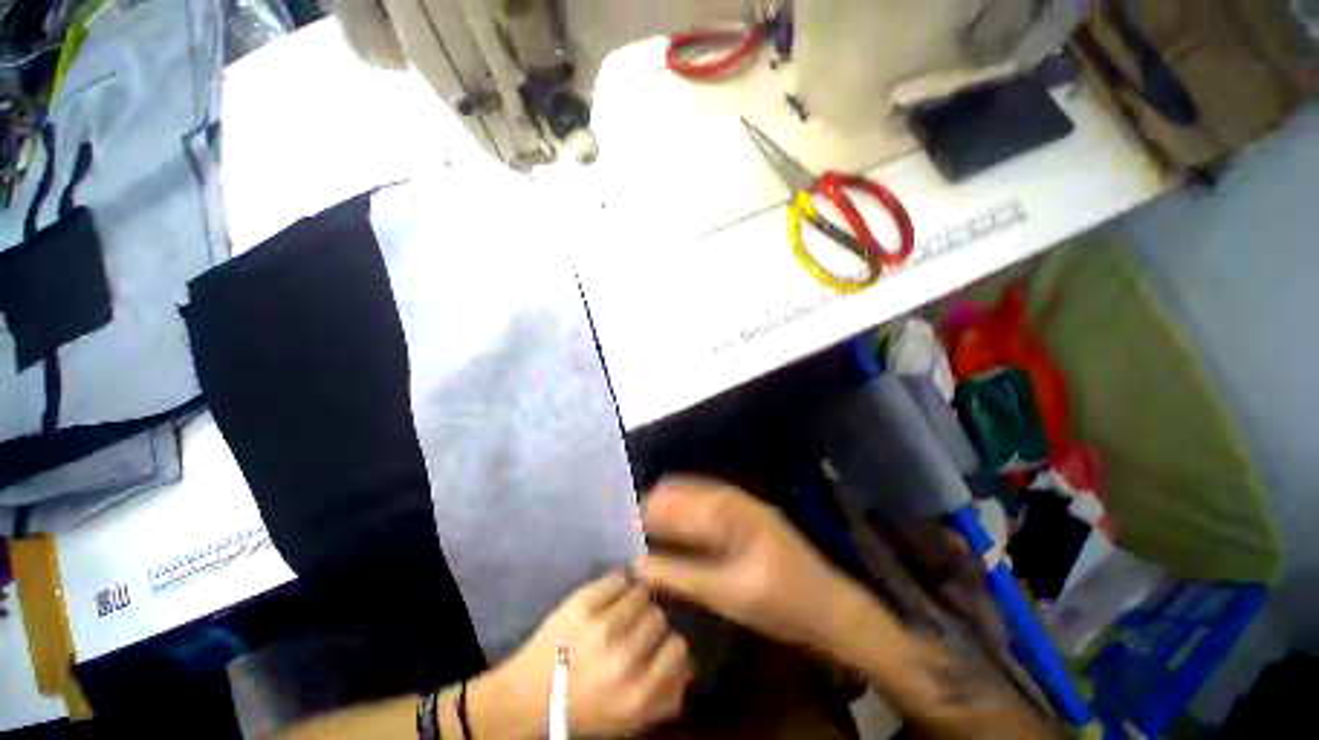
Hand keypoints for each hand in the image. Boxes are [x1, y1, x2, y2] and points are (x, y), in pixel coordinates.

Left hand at [492, 572, 692, 738]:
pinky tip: (610, 596)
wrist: (523, 699)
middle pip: (658, 617)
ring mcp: (601, 626)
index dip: (670, 644)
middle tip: (636, 628)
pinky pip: (618, 579)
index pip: (678, 648)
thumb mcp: (626, 722)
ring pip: (641, 593)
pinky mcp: (582, 603)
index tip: (661, 644)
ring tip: (622, 610)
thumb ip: (662, 699)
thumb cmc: (580, 712)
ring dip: (635, 601)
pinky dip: (618, 585)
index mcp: (637, 695)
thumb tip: (688, 670)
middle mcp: (624, 659)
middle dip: (650, 622)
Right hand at [634, 476, 868, 659]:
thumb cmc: (783, 602)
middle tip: (632, 531)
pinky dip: (688, 520)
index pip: (679, 499)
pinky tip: (675, 536)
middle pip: (685, 493)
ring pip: (695, 499)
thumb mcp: (728, 593)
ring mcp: (743, 507)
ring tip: (646, 532)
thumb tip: (638, 565)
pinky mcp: (746, 519)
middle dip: (658, 508)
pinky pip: (708, 511)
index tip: (625, 524)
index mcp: (731, 510)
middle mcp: (735, 499)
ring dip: (672, 512)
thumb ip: (680, 576)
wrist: (832, 609)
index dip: (650, 510)